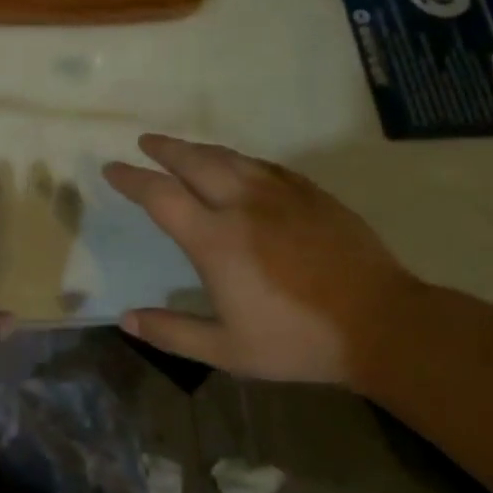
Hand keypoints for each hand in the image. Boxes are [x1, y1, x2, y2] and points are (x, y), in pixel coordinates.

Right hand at [102, 134, 424, 383]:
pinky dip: (239, 160)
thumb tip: (126, 320)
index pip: (160, 196)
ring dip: (199, 149)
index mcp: (215, 240)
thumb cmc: (297, 341)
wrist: (380, 323)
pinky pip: (264, 166)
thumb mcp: (227, 350)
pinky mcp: (311, 194)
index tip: (112, 169)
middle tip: (145, 142)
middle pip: (194, 161)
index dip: (132, 180)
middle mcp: (243, 205)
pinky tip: (239, 166)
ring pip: (230, 157)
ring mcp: (281, 195)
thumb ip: (173, 332)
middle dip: (165, 149)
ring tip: (183, 148)